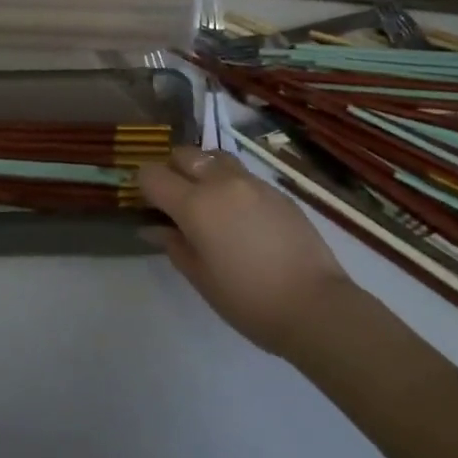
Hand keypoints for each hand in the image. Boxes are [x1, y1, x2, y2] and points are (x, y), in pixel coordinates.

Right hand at [139, 146, 354, 358]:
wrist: (314, 303)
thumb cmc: (249, 300)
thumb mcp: (202, 279)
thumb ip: (174, 245)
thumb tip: (152, 227)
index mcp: (196, 204)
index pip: (153, 174)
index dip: (143, 184)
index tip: (145, 202)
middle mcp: (221, 181)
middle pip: (183, 154)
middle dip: (171, 169)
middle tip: (173, 199)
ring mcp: (251, 181)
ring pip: (214, 156)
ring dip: (202, 169)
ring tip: (206, 199)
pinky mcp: (275, 189)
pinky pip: (241, 173)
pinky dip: (229, 182)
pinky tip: (238, 213)